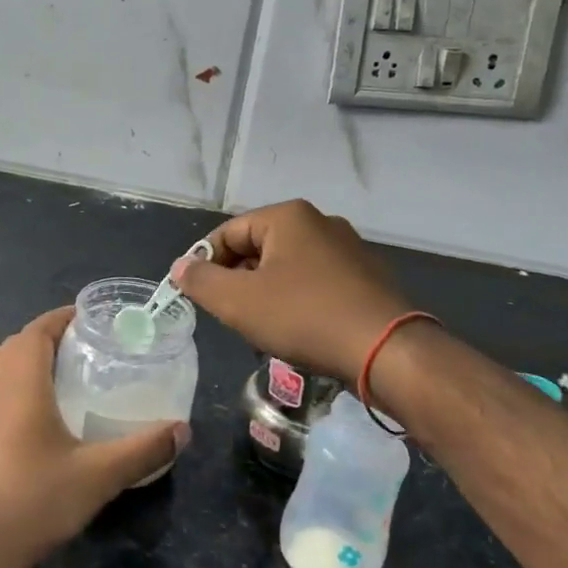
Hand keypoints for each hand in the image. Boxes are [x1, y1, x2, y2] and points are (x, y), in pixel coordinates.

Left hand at [0, 307, 188, 567]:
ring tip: (22, 376)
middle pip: (8, 347)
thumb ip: (145, 449)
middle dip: (37, 340)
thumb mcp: (101, 474)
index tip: (83, 319)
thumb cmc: (38, 500)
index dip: (59, 319)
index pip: (36, 331)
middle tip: (69, 352)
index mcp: (20, 383)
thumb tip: (183, 430)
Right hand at [174, 200, 408, 385]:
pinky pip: (316, 283)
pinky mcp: (367, 277)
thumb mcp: (238, 302)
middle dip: (238, 281)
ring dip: (266, 294)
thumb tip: (181, 266)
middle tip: (228, 315)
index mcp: (289, 216)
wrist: (386, 350)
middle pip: (259, 248)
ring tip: (260, 329)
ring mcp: (349, 249)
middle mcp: (320, 223)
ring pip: (288, 268)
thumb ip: (201, 281)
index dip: (205, 262)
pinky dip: (297, 302)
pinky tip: (297, 332)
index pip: (229, 232)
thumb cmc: (304, 317)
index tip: (195, 295)